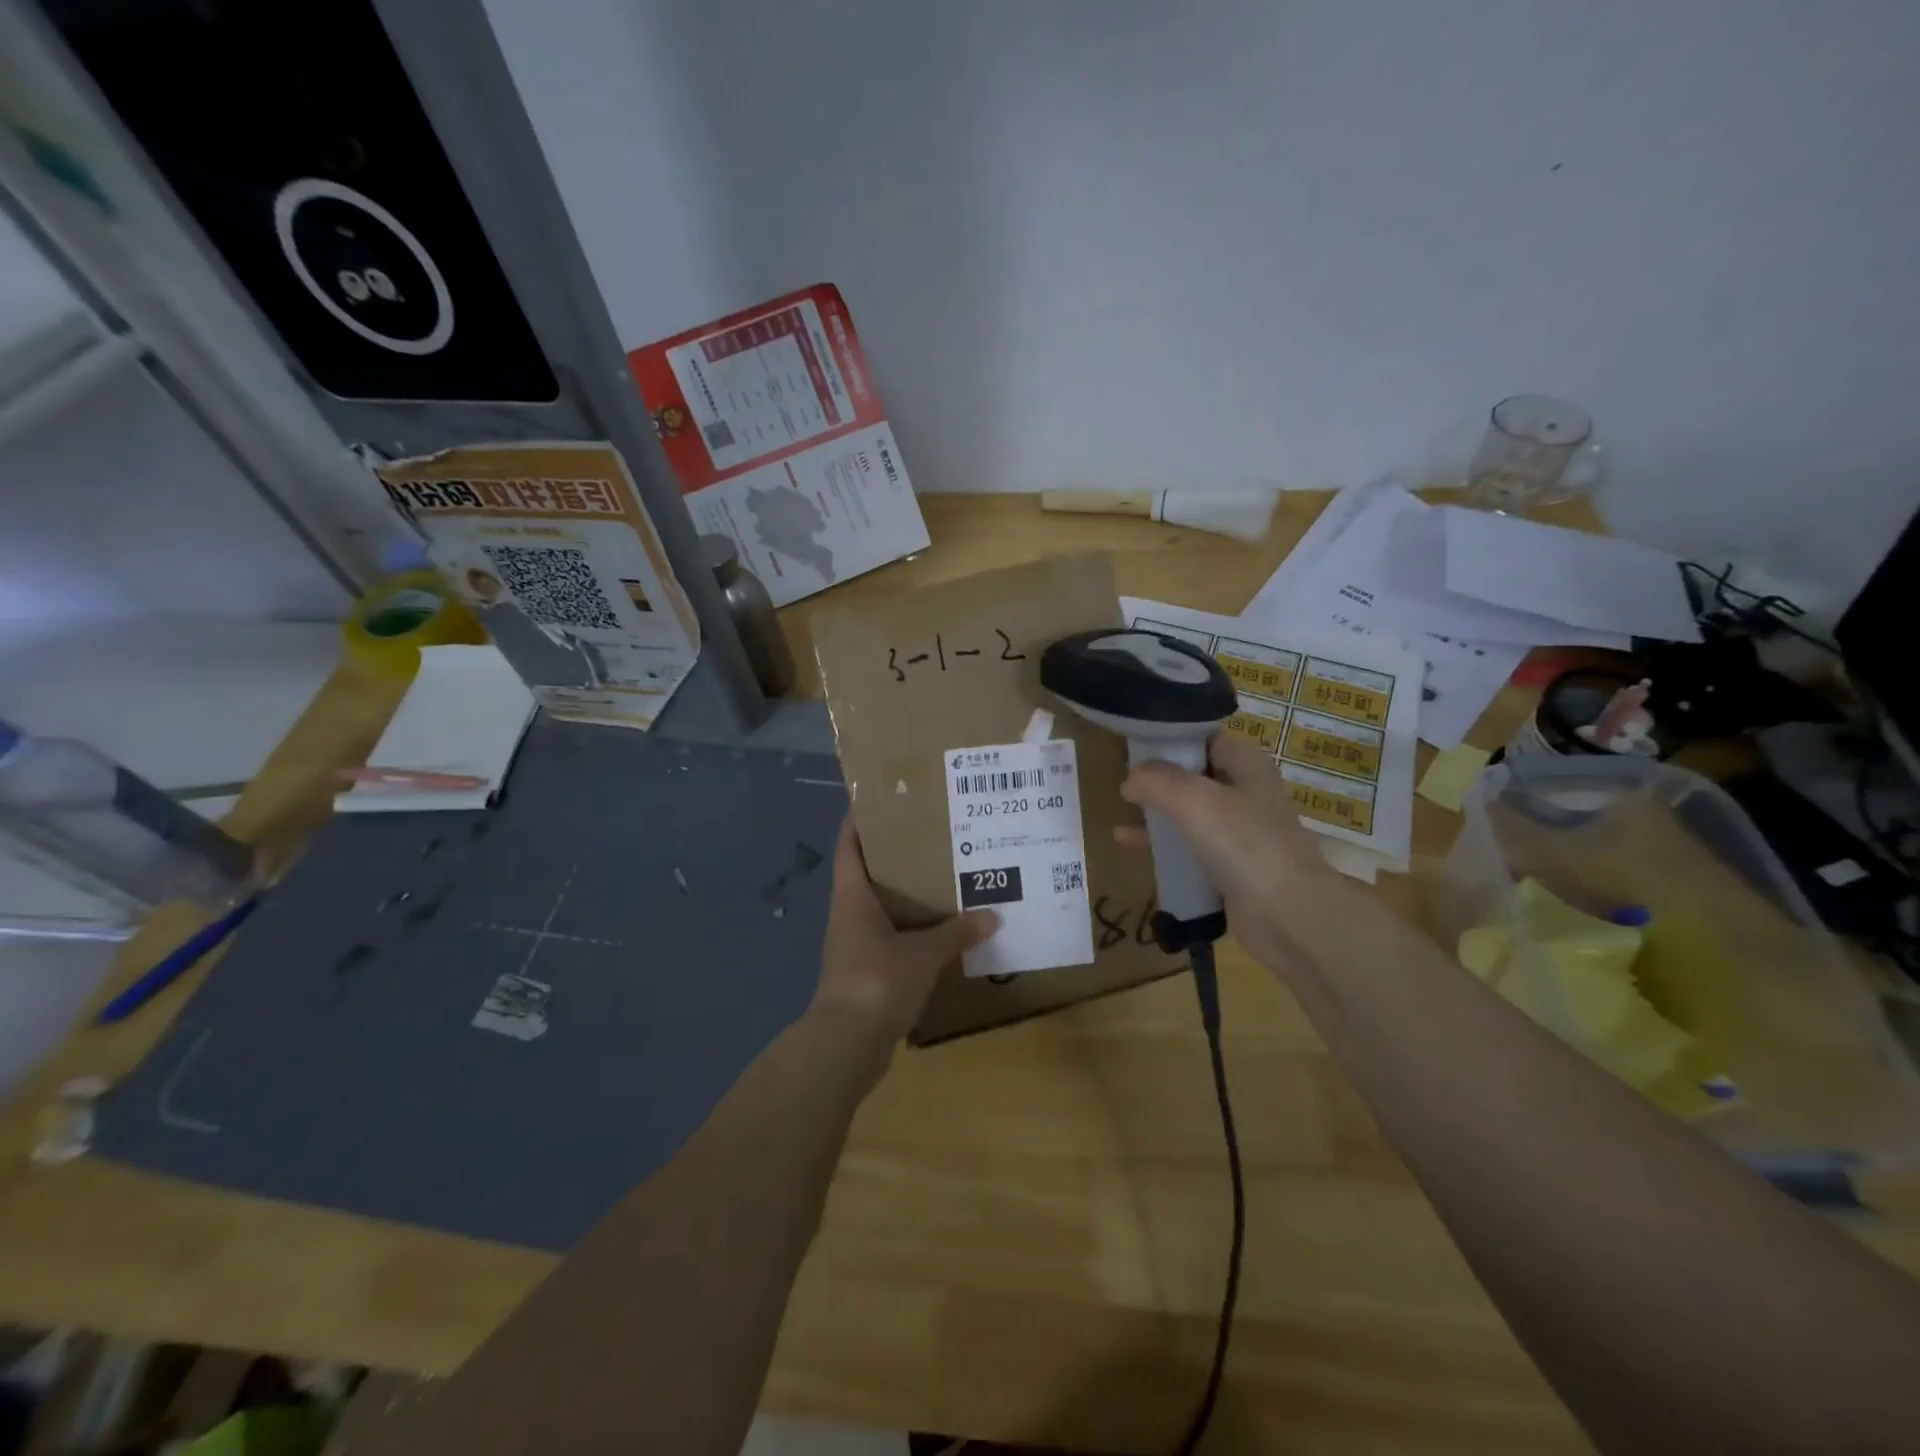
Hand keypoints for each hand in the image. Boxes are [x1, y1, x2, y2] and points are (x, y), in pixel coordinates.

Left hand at [810, 817, 997, 1052]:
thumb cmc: (876, 982)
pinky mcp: (868, 970)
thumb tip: (993, 915)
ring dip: (909, 895)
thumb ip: (957, 933)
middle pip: (869, 872)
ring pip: (883, 906)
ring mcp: (856, 943)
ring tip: (946, 877)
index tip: (886, 799)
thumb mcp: (923, 954)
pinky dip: (914, 930)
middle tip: (936, 836)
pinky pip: (893, 937)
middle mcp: (850, 913)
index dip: (861, 819)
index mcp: (852, 896)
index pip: (849, 844)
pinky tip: (943, 929)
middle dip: (899, 855)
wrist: (846, 1045)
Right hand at [1118, 732, 1361, 979]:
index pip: (1205, 737)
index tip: (1136, 744)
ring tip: (1122, 807)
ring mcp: (1239, 831)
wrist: (1288, 914)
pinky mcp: (1230, 865)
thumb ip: (1155, 781)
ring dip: (1159, 809)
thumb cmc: (1243, 843)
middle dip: (1160, 774)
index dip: (1172, 737)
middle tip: (1123, 776)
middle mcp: (1245, 791)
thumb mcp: (1193, 799)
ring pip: (1190, 810)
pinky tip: (1128, 843)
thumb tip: (1129, 780)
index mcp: (1246, 764)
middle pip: (1195, 773)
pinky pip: (1189, 845)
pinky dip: (1162, 842)